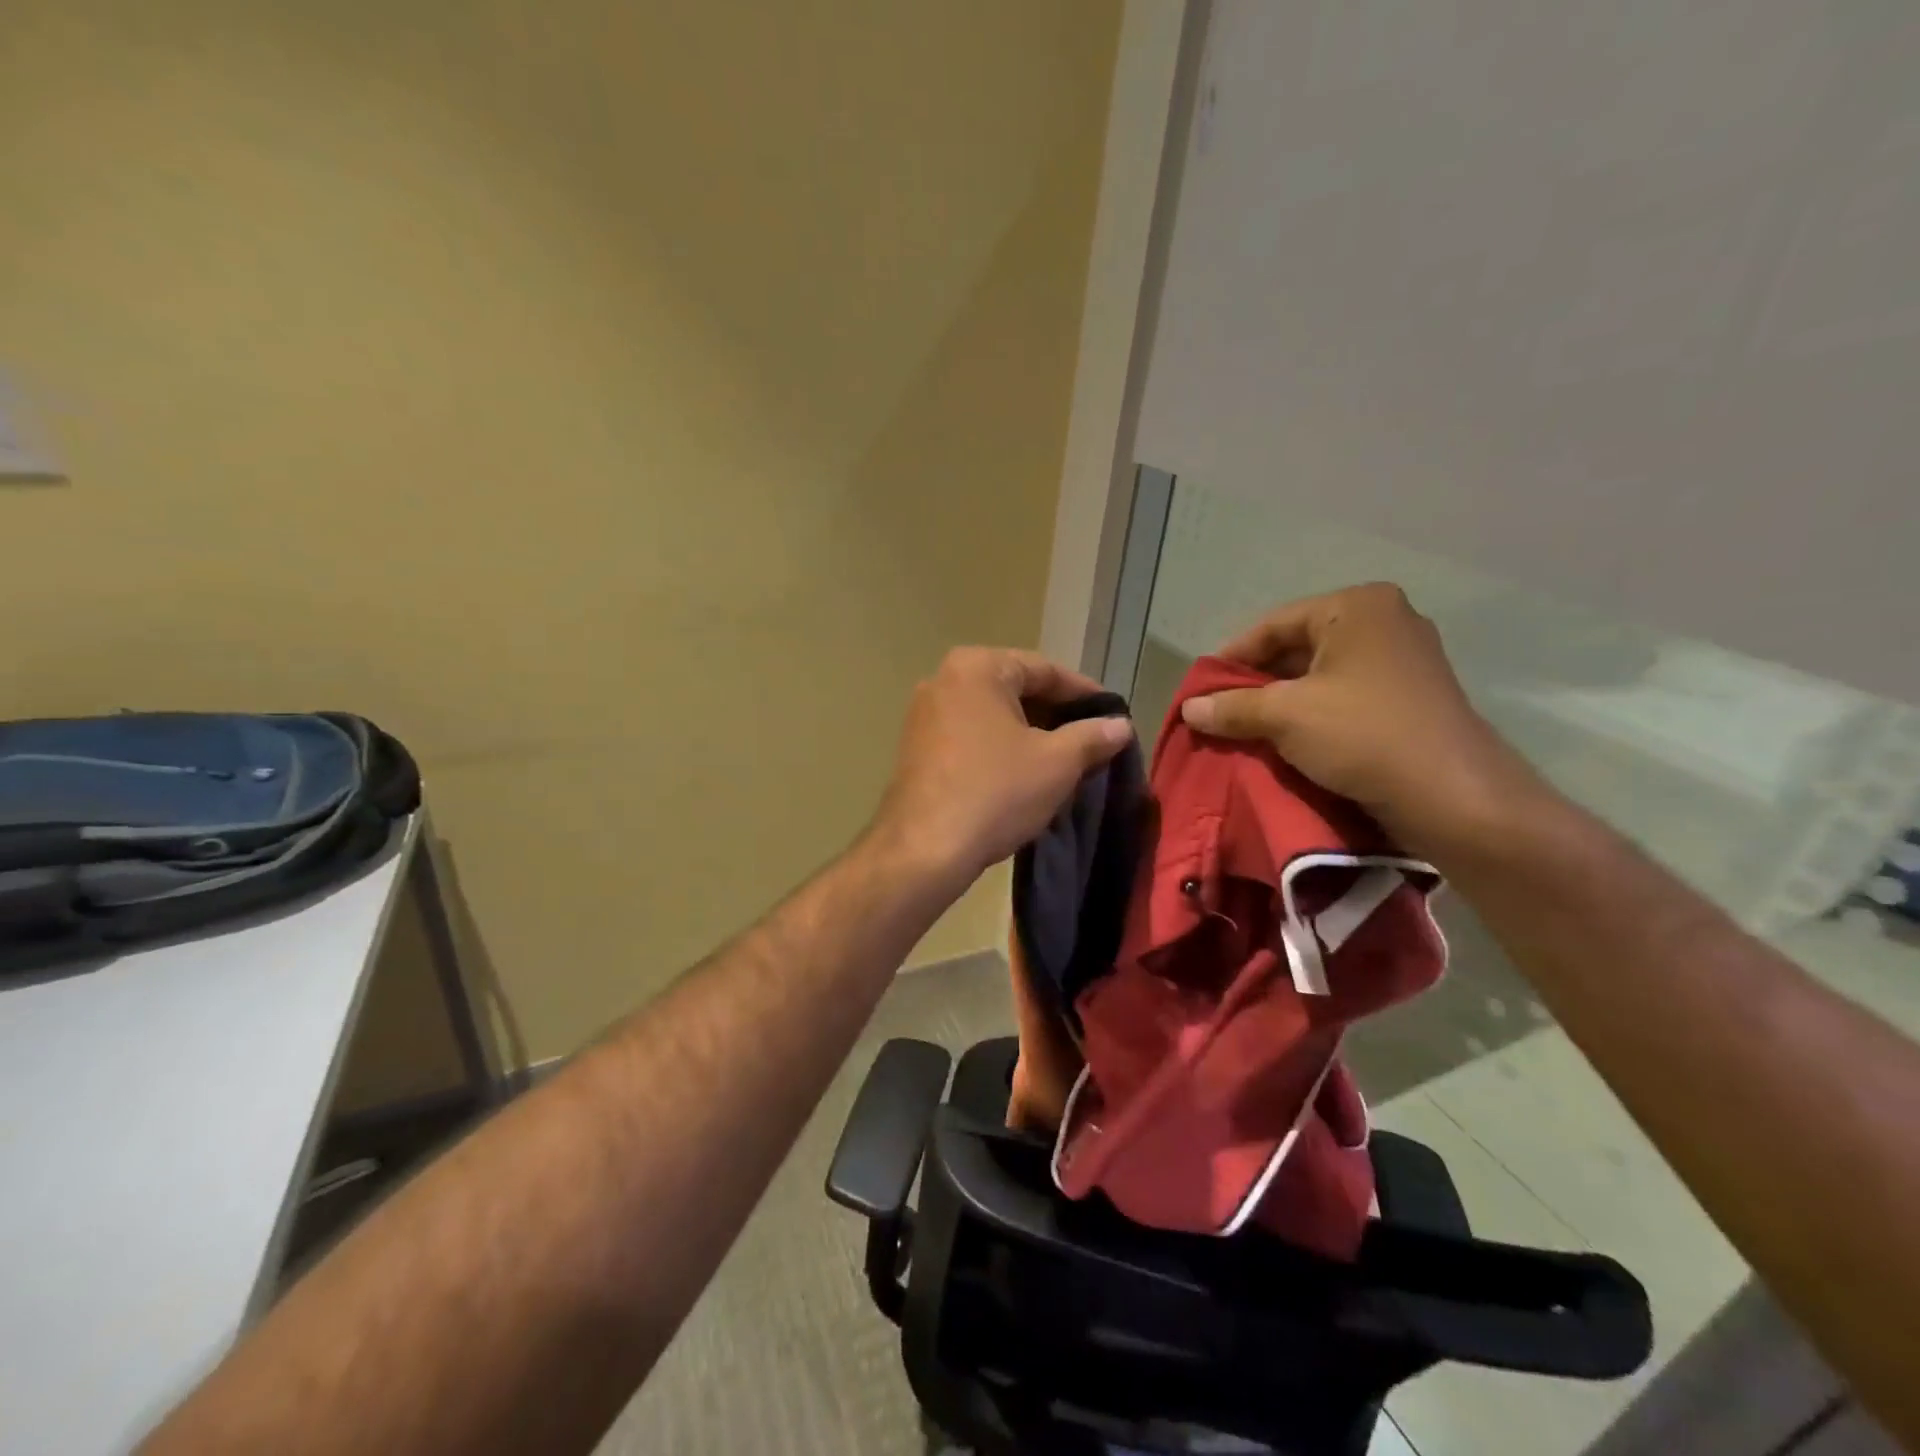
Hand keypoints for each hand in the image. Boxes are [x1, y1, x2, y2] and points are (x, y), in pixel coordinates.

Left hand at [873, 647, 1132, 886]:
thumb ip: (1093, 736)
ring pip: (993, 716)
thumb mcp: (1057, 763)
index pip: (1045, 670)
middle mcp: (944, 680)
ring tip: (1066, 763)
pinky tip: (1025, 776)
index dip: (1086, 694)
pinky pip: (971, 736)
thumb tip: (1120, 725)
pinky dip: (1001, 749)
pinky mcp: (916, 747)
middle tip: (1093, 743)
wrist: (924, 849)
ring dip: (1031, 735)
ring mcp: (924, 714)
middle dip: (1057, 716)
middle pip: (1016, 690)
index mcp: (977, 667)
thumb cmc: (996, 793)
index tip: (1114, 717)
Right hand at [1180, 583, 1544, 854]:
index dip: (1230, 657)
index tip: (1201, 690)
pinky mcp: (1410, 698)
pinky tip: (1286, 742)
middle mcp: (1384, 622)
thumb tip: (1189, 708)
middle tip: (1220, 713)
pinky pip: (1344, 696)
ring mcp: (1403, 661)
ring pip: (1320, 675)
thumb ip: (1232, 707)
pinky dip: (1311, 715)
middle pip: (1296, 648)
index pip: (1273, 624)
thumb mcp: (1285, 716)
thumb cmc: (1363, 735)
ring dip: (1280, 703)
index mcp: (1357, 607)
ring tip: (1245, 731)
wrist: (1453, 796)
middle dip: (1255, 682)